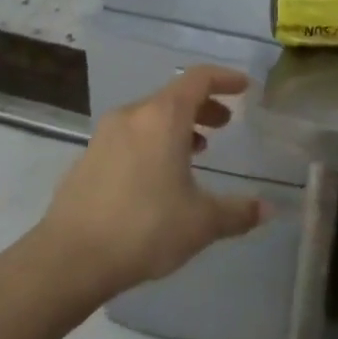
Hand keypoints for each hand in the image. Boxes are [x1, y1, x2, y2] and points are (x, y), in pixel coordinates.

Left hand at [38, 66, 264, 295]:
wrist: (68, 259)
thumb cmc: (144, 228)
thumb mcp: (201, 222)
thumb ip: (238, 211)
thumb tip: (269, 209)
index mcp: (162, 118)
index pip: (199, 79)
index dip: (225, 78)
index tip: (244, 87)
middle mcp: (132, 116)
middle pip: (173, 96)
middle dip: (203, 106)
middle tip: (225, 123)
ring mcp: (105, 136)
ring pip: (150, 117)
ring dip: (177, 126)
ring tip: (197, 150)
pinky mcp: (87, 159)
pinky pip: (130, 137)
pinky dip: (153, 142)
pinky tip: (160, 176)